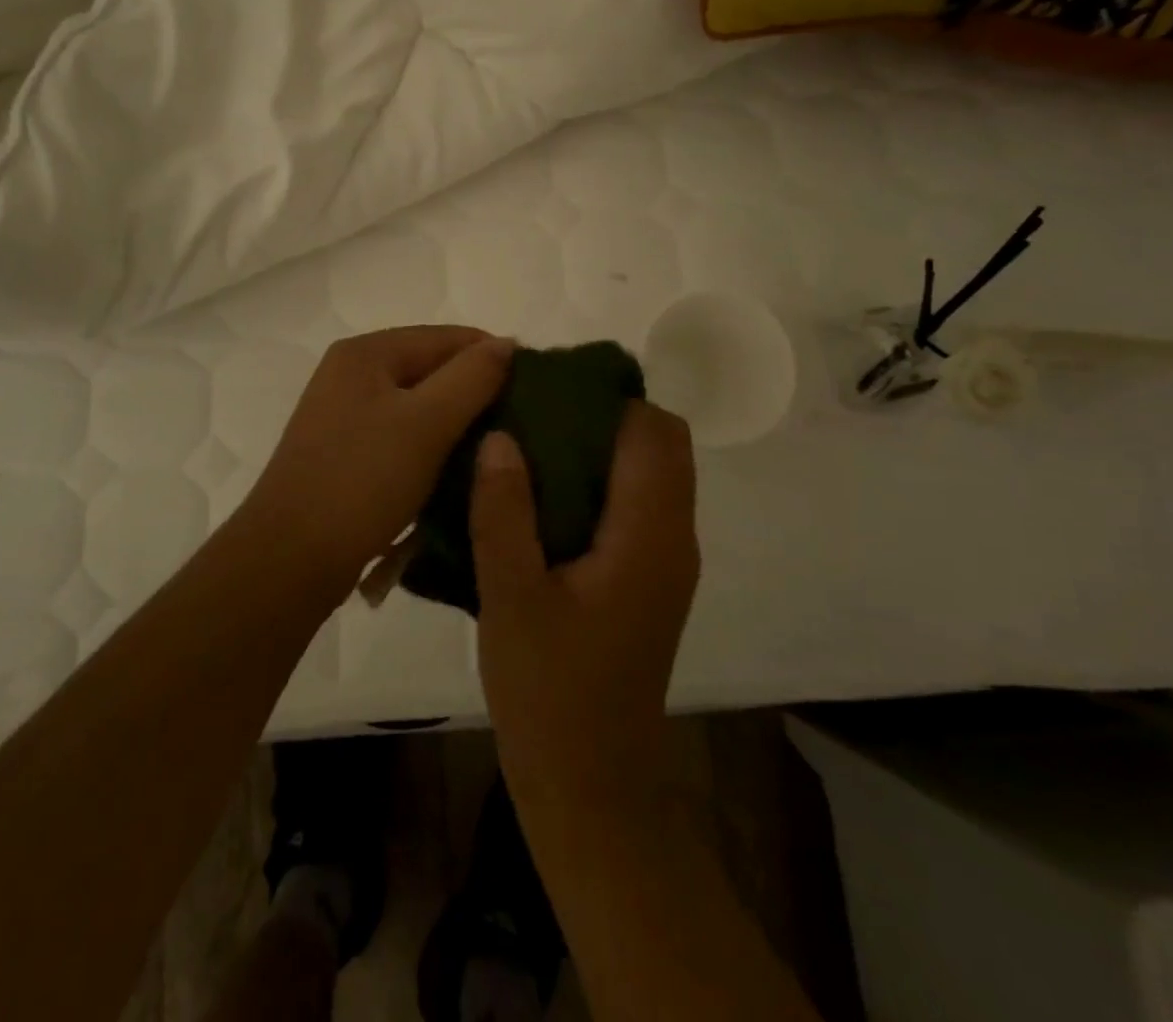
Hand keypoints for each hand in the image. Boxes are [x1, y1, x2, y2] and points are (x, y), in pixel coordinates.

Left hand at [240, 326, 513, 584]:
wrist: (290, 557)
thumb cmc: (362, 480)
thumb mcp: (426, 423)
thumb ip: (472, 377)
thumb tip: (506, 344)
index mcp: (366, 353)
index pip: (447, 337)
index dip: (495, 357)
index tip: (539, 391)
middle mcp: (350, 374)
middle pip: (431, 369)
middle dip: (476, 392)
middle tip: (521, 425)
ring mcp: (343, 414)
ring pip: (418, 406)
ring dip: (456, 423)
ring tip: (496, 449)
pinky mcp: (344, 452)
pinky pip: (401, 436)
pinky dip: (431, 447)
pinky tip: (457, 470)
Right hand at [470, 403, 698, 810]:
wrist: (590, 784)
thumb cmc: (550, 692)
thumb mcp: (512, 597)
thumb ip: (504, 511)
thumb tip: (500, 435)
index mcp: (649, 535)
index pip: (653, 433)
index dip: (607, 398)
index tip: (547, 388)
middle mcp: (672, 539)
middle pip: (660, 446)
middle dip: (604, 416)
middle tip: (534, 413)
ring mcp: (665, 563)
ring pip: (648, 475)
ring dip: (600, 449)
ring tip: (529, 444)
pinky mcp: (648, 582)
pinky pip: (635, 506)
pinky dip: (599, 483)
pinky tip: (540, 496)